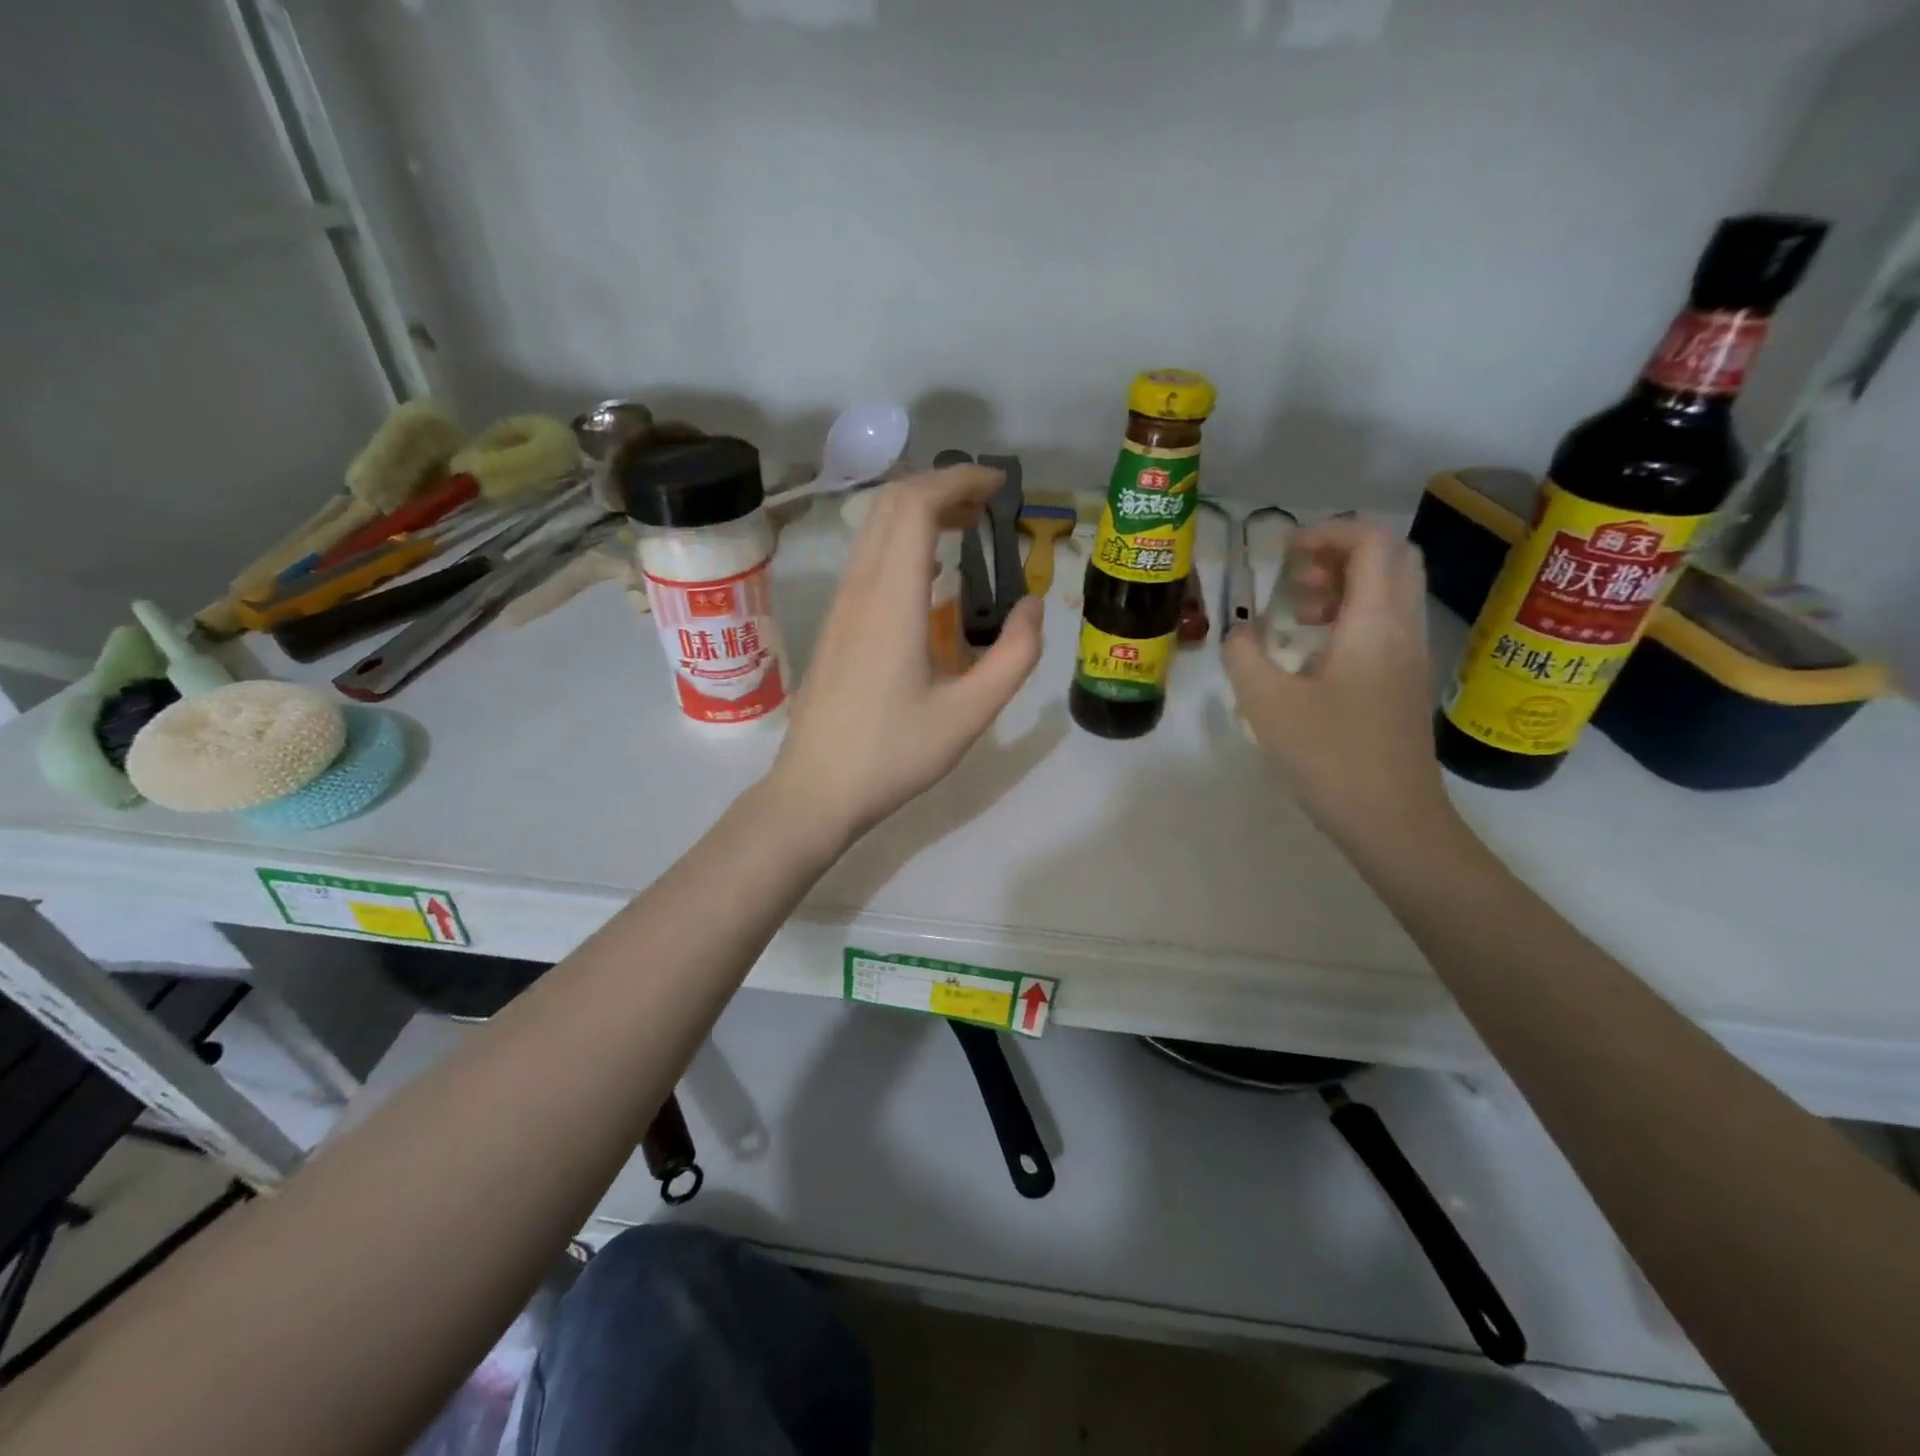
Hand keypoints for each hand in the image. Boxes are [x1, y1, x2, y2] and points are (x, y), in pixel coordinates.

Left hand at [765, 465, 1044, 845]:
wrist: (815, 790)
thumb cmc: (894, 755)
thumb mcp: (970, 714)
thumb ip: (1015, 656)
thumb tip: (1033, 605)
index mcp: (891, 600)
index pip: (915, 504)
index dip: (959, 479)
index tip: (1000, 487)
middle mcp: (859, 589)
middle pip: (891, 504)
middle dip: (942, 487)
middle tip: (989, 506)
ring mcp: (840, 605)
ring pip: (874, 529)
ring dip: (920, 513)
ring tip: (968, 531)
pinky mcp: (834, 624)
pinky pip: (867, 559)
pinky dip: (903, 543)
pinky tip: (931, 576)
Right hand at [1224, 517, 1455, 849]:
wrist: (1391, 818)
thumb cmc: (1330, 756)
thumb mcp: (1267, 703)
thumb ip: (1243, 656)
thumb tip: (1238, 632)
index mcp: (1374, 622)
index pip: (1371, 541)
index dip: (1328, 530)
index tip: (1284, 550)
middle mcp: (1401, 627)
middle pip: (1391, 556)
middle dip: (1339, 551)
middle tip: (1294, 575)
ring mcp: (1409, 655)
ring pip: (1390, 590)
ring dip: (1344, 584)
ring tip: (1296, 611)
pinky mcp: (1405, 681)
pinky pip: (1385, 622)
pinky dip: (1351, 615)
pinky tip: (1313, 650)